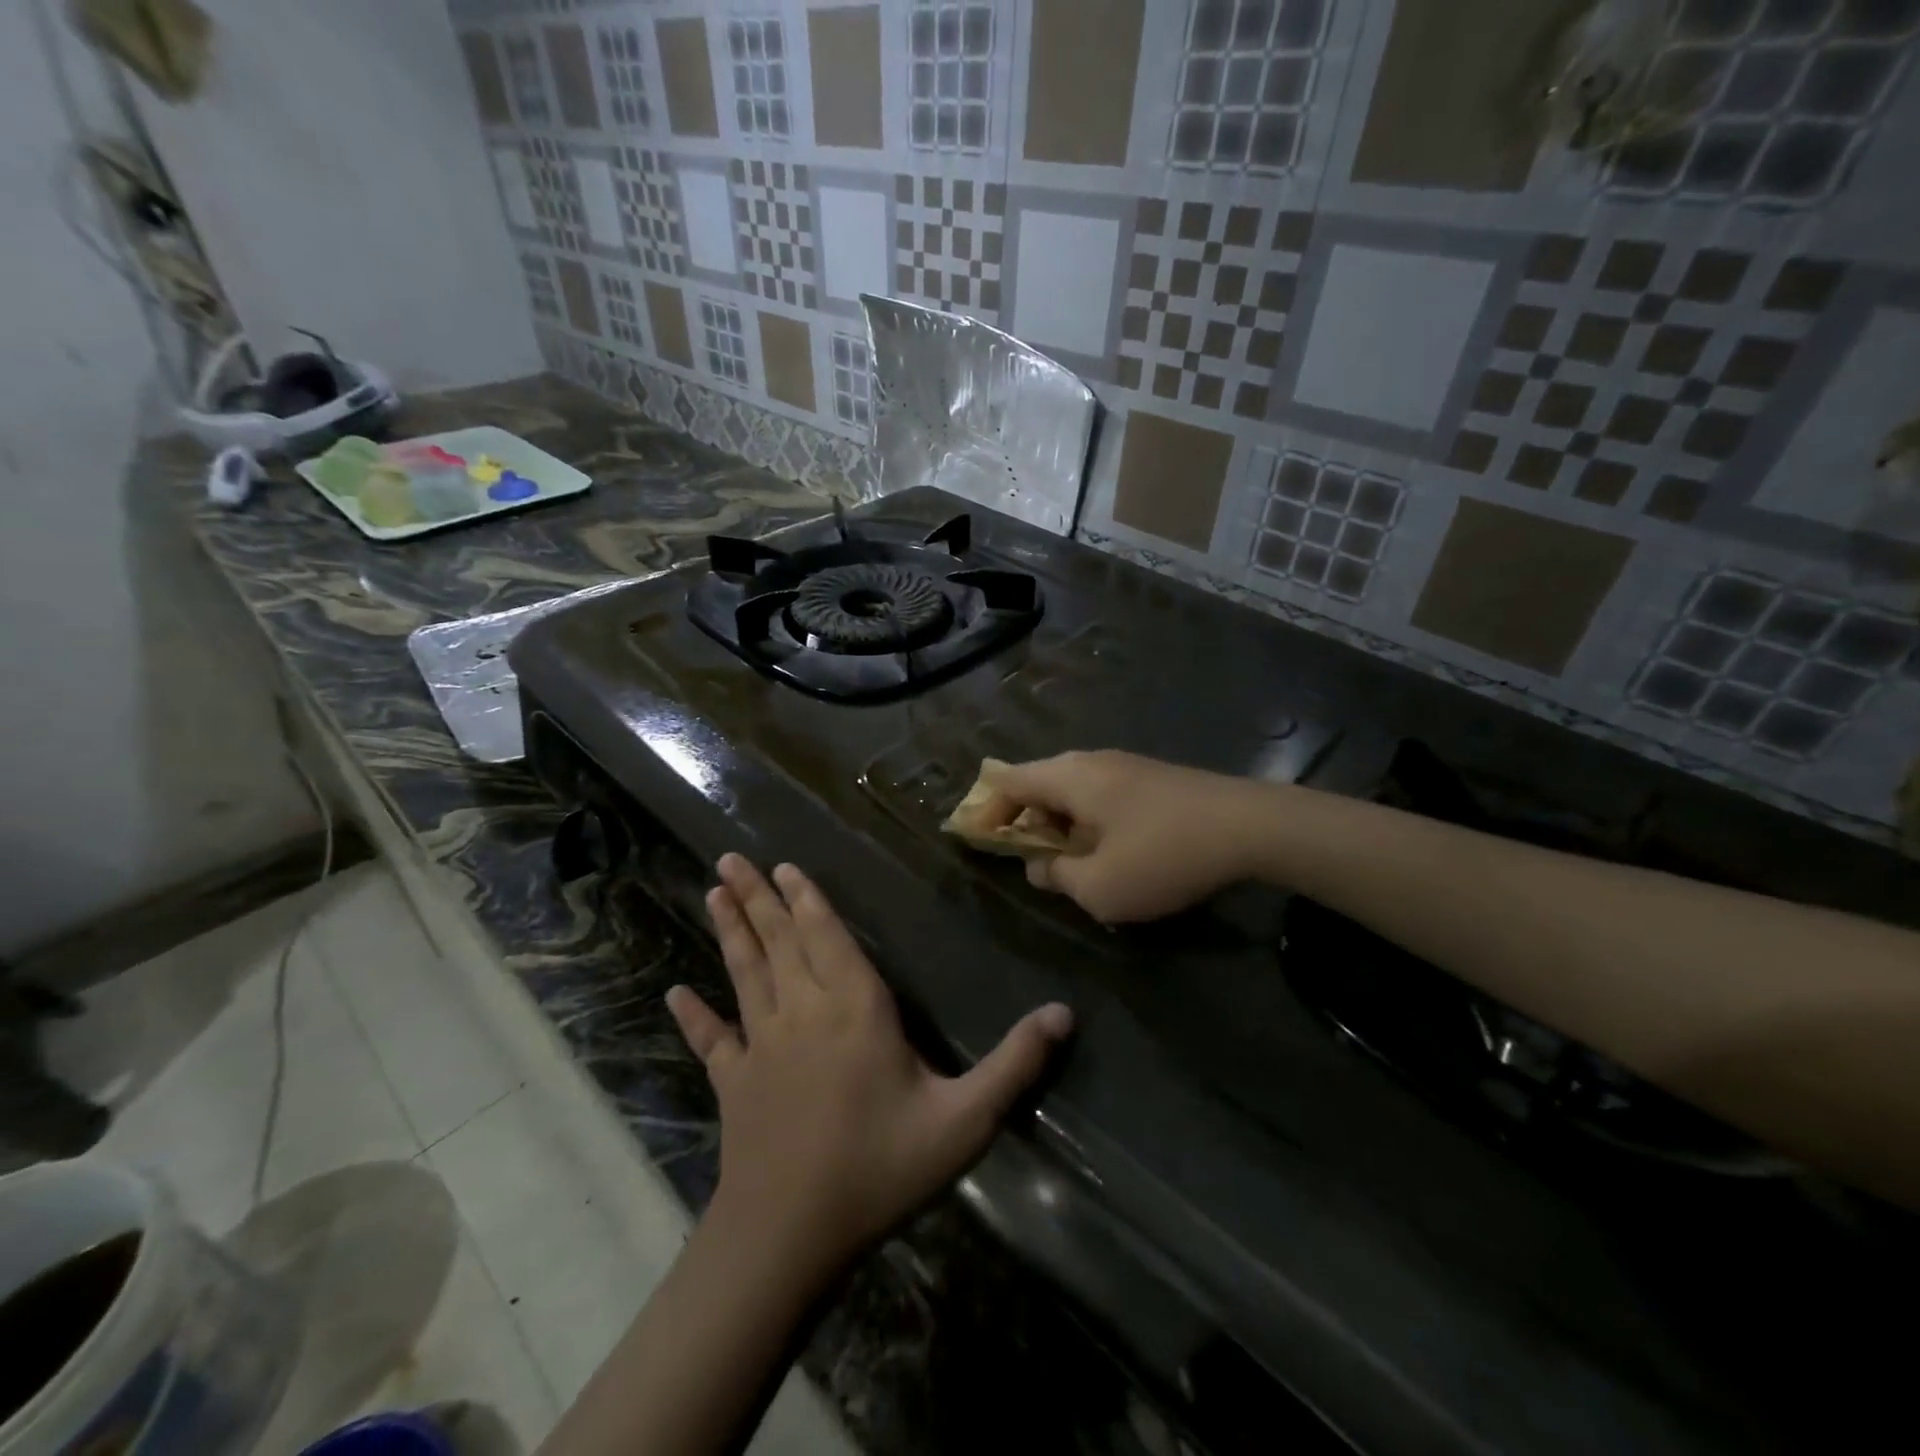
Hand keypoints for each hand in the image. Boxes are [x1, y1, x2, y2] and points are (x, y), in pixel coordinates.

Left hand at [667, 855, 1073, 1278]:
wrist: (791, 1237)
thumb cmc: (880, 1169)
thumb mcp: (963, 1121)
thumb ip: (1013, 1065)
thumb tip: (1065, 1013)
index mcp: (854, 1009)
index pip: (827, 937)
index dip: (806, 899)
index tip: (782, 866)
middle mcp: (802, 1012)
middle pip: (778, 942)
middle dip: (757, 898)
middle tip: (729, 860)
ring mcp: (760, 1047)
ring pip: (744, 974)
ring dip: (730, 932)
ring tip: (712, 893)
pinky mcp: (733, 1084)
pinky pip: (711, 1040)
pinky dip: (694, 1016)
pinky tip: (674, 994)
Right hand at [984, 751, 1270, 923]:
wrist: (1250, 827)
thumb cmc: (1163, 856)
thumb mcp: (1099, 886)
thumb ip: (1057, 876)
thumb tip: (1039, 865)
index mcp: (1068, 777)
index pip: (1007, 781)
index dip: (987, 810)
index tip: (979, 841)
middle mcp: (1090, 761)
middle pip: (1038, 782)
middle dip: (1024, 820)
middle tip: (1027, 859)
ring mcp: (1124, 766)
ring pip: (1071, 790)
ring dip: (1059, 824)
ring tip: (1067, 862)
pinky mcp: (1151, 778)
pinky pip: (1100, 795)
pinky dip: (1088, 821)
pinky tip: (1108, 851)